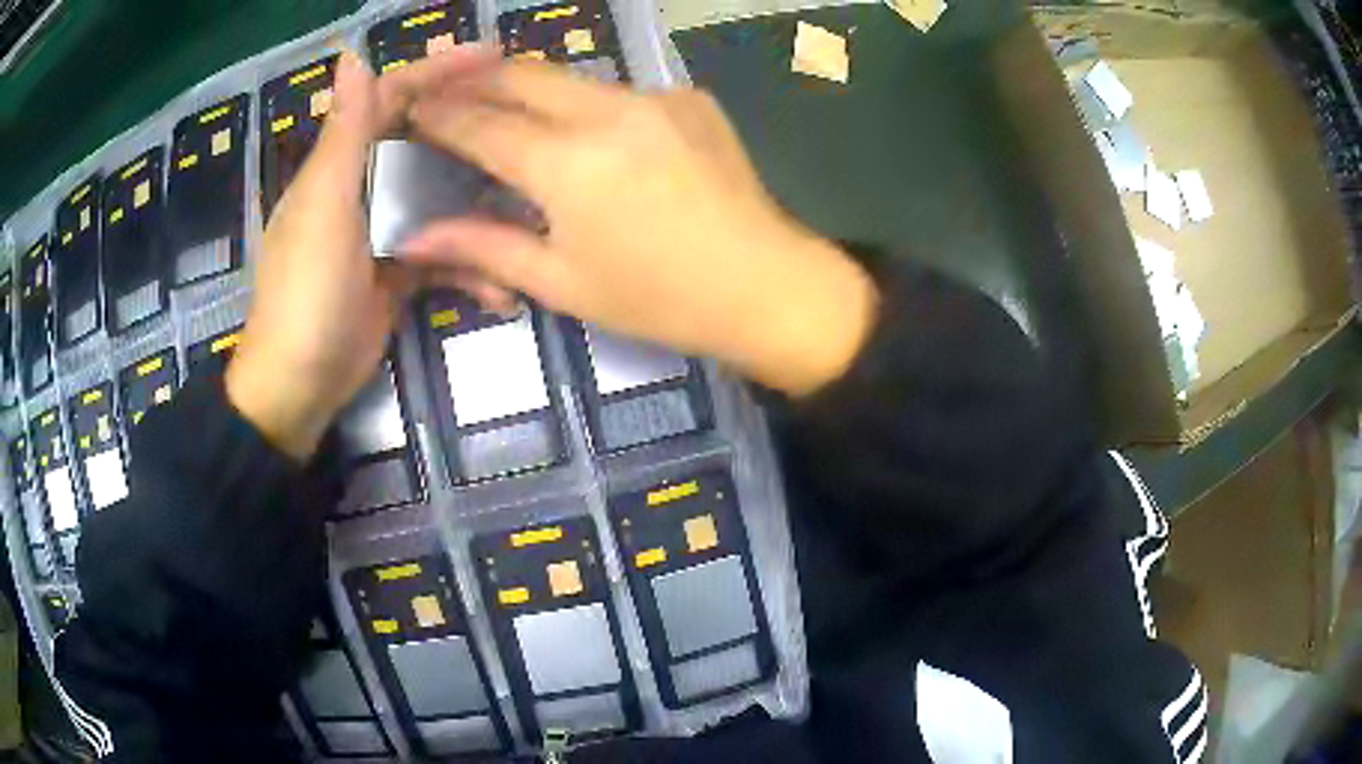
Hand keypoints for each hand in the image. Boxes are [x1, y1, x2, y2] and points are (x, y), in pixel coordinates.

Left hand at [226, 48, 495, 458]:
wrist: (299, 387)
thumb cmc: (306, 294)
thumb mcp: (325, 209)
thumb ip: (344, 135)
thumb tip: (351, 56)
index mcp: (341, 164)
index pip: (391, 98)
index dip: (437, 71)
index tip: (493, 57)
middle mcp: (364, 188)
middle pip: (426, 144)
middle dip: (474, 133)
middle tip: (529, 128)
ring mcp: (384, 232)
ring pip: (442, 201)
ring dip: (481, 212)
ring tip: (530, 213)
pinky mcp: (399, 272)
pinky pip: (443, 254)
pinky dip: (470, 269)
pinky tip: (500, 291)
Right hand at [399, 60, 877, 396]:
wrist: (766, 284)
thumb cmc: (659, 298)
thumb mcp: (562, 282)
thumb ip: (482, 247)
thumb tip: (413, 236)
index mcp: (569, 164)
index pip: (481, 124)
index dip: (439, 115)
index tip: (412, 109)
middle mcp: (609, 112)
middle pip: (522, 75)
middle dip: (475, 79)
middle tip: (444, 89)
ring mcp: (656, 97)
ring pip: (571, 79)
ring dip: (530, 89)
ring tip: (503, 107)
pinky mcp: (690, 97)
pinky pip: (620, 92)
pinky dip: (587, 105)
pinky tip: (588, 134)